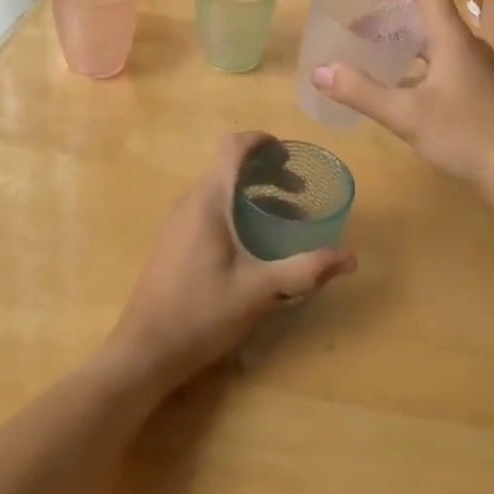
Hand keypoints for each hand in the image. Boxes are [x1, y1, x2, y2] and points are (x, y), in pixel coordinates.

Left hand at [105, 132, 355, 389]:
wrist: (143, 352)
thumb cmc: (201, 313)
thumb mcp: (259, 291)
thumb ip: (304, 270)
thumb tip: (349, 257)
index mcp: (208, 200)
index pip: (233, 147)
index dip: (262, 141)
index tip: (289, 154)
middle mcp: (190, 202)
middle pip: (229, 168)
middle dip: (266, 173)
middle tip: (299, 193)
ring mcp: (177, 222)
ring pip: (218, 191)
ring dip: (251, 195)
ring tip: (283, 220)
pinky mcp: (172, 243)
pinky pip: (207, 210)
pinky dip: (234, 211)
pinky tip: (251, 245)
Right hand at [310, 0, 493, 195]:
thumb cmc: (466, 136)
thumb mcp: (406, 115)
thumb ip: (361, 92)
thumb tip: (319, 71)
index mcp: (453, 38)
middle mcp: (468, 45)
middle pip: (429, 13)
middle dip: (392, 14)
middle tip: (358, 27)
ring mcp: (479, 68)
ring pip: (437, 40)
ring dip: (405, 40)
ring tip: (374, 54)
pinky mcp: (482, 90)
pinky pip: (445, 61)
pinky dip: (418, 62)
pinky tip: (402, 89)